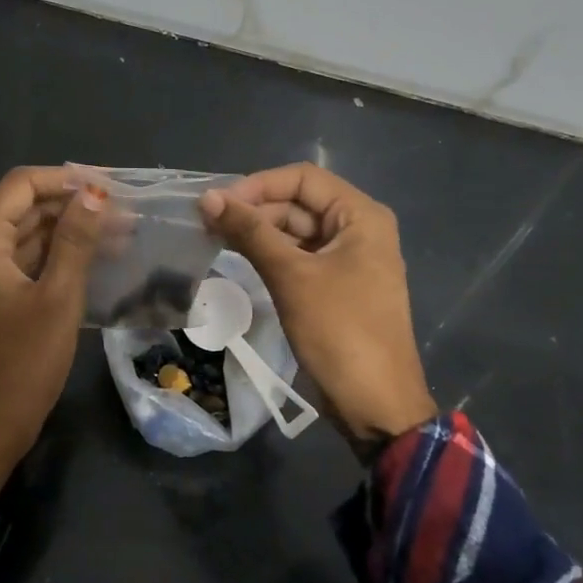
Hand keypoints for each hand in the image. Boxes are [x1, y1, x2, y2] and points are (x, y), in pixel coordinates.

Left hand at [0, 167, 106, 500]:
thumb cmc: (20, 366)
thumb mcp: (57, 300)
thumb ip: (75, 242)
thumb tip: (93, 193)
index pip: (20, 186)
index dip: (64, 178)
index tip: (110, 186)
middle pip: (24, 210)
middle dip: (73, 205)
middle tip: (125, 213)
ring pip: (29, 239)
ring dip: (70, 233)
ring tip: (122, 235)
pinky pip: (28, 267)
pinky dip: (59, 260)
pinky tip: (97, 264)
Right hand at [202, 163, 435, 444]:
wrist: (375, 403)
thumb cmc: (339, 331)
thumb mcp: (292, 277)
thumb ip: (251, 233)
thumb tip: (208, 198)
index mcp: (361, 216)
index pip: (304, 178)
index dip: (259, 185)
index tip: (219, 203)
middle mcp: (358, 230)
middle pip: (299, 203)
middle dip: (255, 210)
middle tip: (208, 223)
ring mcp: (348, 260)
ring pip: (296, 232)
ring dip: (259, 233)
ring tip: (214, 239)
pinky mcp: (336, 287)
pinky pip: (300, 259)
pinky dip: (271, 256)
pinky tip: (239, 259)